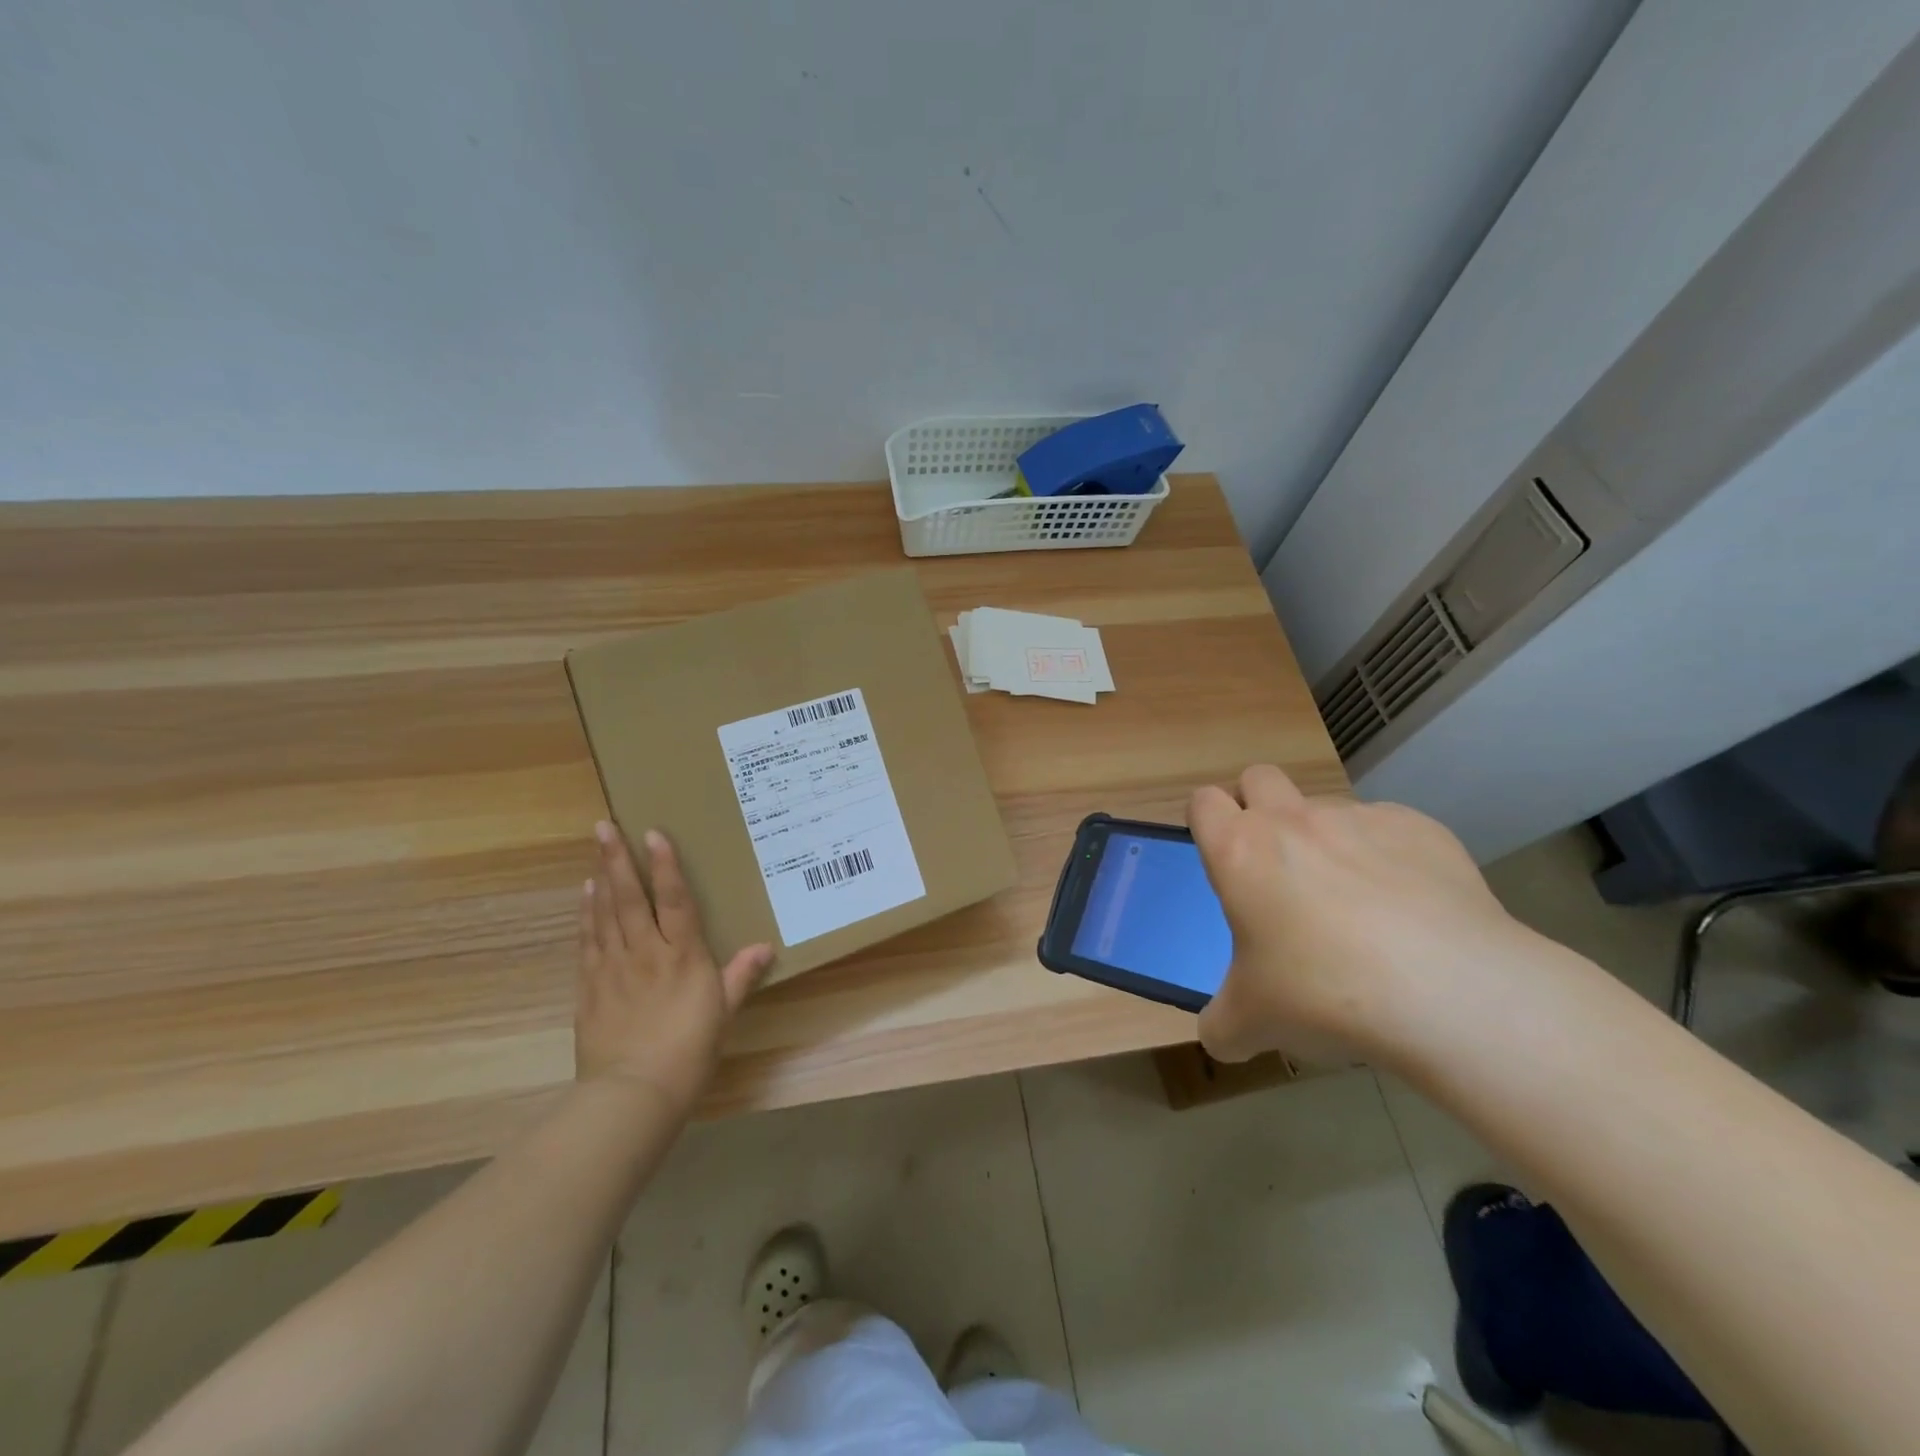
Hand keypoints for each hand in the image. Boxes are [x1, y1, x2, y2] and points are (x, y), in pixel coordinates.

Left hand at [576, 822, 773, 1116]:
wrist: (633, 1093)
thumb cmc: (688, 1051)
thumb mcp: (723, 1013)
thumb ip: (740, 976)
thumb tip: (765, 947)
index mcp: (682, 956)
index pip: (674, 901)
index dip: (665, 865)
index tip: (653, 834)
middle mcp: (645, 952)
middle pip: (630, 897)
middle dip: (617, 859)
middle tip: (603, 826)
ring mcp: (613, 967)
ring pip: (605, 913)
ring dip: (600, 878)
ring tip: (595, 849)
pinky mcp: (590, 987)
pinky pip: (587, 941)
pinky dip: (586, 914)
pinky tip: (585, 896)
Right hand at [1190, 765, 1535, 1065]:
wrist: (1450, 992)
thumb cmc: (1324, 995)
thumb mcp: (1251, 1025)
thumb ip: (1221, 1023)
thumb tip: (1219, 1035)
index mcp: (1239, 852)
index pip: (1203, 803)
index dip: (1206, 821)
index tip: (1220, 854)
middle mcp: (1293, 821)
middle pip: (1258, 777)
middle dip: (1257, 805)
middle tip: (1274, 865)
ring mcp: (1360, 819)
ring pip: (1325, 806)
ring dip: (1324, 838)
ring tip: (1353, 901)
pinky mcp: (1421, 829)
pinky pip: (1389, 829)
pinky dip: (1387, 857)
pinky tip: (1409, 908)